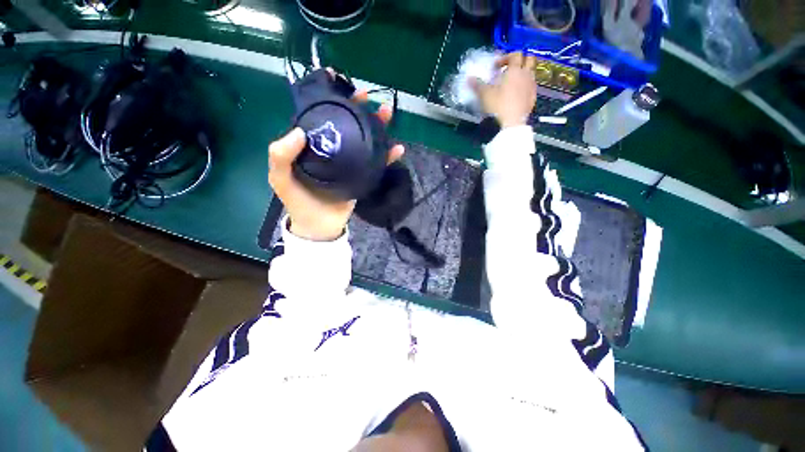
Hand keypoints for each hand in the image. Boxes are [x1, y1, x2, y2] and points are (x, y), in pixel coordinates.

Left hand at [268, 85, 403, 241]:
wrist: (319, 226)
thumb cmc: (298, 203)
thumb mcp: (280, 179)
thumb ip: (281, 156)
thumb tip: (299, 131)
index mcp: (314, 146)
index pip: (322, 116)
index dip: (329, 98)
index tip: (336, 78)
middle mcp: (334, 149)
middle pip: (348, 124)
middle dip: (357, 108)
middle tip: (366, 96)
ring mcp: (351, 163)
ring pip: (365, 140)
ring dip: (377, 127)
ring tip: (387, 114)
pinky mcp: (363, 176)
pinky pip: (377, 164)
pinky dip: (388, 156)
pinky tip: (398, 149)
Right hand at [470, 52, 537, 127]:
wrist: (512, 123)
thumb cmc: (498, 105)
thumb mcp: (484, 95)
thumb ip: (477, 85)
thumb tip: (469, 79)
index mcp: (515, 70)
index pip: (515, 54)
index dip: (505, 57)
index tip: (496, 67)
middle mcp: (526, 75)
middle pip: (529, 58)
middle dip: (520, 60)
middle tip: (509, 69)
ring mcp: (532, 86)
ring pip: (531, 72)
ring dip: (523, 73)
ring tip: (512, 82)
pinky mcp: (533, 97)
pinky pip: (531, 86)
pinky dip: (525, 86)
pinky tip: (517, 95)